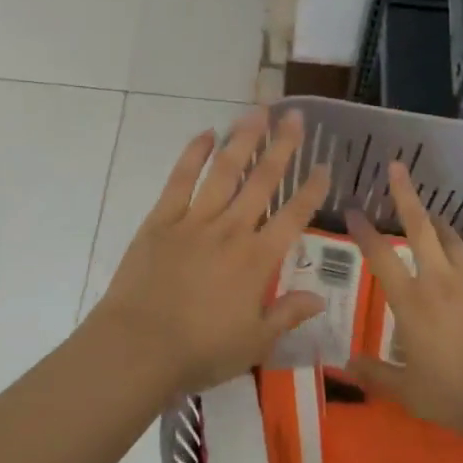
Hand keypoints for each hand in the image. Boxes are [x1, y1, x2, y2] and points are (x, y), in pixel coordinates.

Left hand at [90, 108, 329, 395]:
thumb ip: (287, 315)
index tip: (324, 165)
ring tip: (258, 111)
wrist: (138, 347)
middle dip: (282, 146)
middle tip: (296, 116)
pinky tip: (206, 133)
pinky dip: (193, 154)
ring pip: (224, 170)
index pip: (293, 216)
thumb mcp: (254, 343)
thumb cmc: (200, 351)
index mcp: (257, 260)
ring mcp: (194, 220)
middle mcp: (231, 230)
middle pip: (262, 181)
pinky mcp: (162, 219)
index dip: (311, 190)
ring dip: (243, 139)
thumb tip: (319, 297)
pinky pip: (180, 179)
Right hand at [347, 162, 462, 440]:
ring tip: (433, 217)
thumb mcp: (410, 393)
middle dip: (405, 194)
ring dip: (439, 224)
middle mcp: (439, 280)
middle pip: (419, 226)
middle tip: (396, 167)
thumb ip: (377, 375)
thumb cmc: (458, 395)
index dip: (364, 231)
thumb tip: (347, 363)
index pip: (380, 256)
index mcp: (411, 302)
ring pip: (453, 240)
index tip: (352, 209)